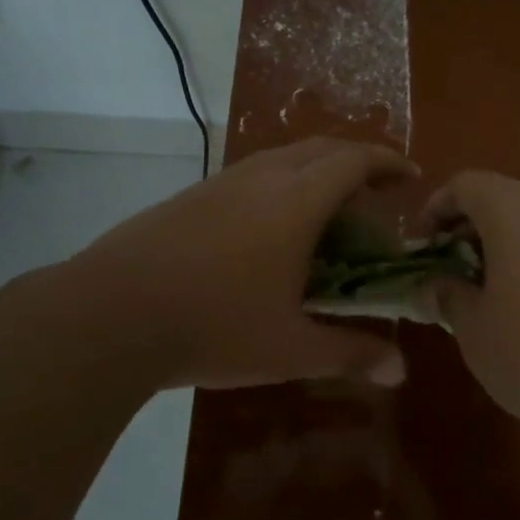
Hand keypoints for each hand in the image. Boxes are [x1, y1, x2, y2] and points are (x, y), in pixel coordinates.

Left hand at [67, 137, 418, 390]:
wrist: (111, 313)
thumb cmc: (213, 326)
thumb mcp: (289, 348)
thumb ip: (350, 353)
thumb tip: (400, 370)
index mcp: (296, 201)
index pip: (354, 160)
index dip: (387, 162)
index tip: (409, 175)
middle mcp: (261, 178)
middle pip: (319, 149)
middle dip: (354, 161)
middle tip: (374, 193)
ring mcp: (219, 183)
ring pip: (280, 159)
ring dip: (313, 173)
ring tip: (325, 214)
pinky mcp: (189, 197)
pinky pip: (249, 176)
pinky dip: (277, 187)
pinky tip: (267, 232)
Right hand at [427, 171, 519, 462]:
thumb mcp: (476, 333)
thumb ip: (448, 296)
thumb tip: (435, 283)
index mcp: (517, 208)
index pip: (466, 185)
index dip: (436, 209)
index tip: (424, 247)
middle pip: (506, 198)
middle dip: (474, 229)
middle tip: (457, 273)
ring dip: (513, 245)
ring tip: (500, 294)